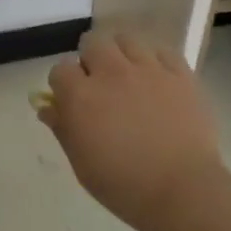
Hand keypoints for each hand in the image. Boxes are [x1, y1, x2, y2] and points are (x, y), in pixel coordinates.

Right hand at [38, 31, 227, 230]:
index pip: (60, 69)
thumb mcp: (81, 163)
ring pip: (127, 39)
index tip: (70, 100)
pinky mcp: (180, 75)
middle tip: (98, 84)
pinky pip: (163, 51)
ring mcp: (149, 70)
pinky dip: (154, 60)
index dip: (63, 84)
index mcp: (81, 96)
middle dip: (90, 59)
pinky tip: (156, 78)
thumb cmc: (123, 185)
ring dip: (121, 53)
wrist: (182, 191)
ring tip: (127, 75)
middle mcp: (111, 73)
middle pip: (92, 42)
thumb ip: (62, 129)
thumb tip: (47, 107)